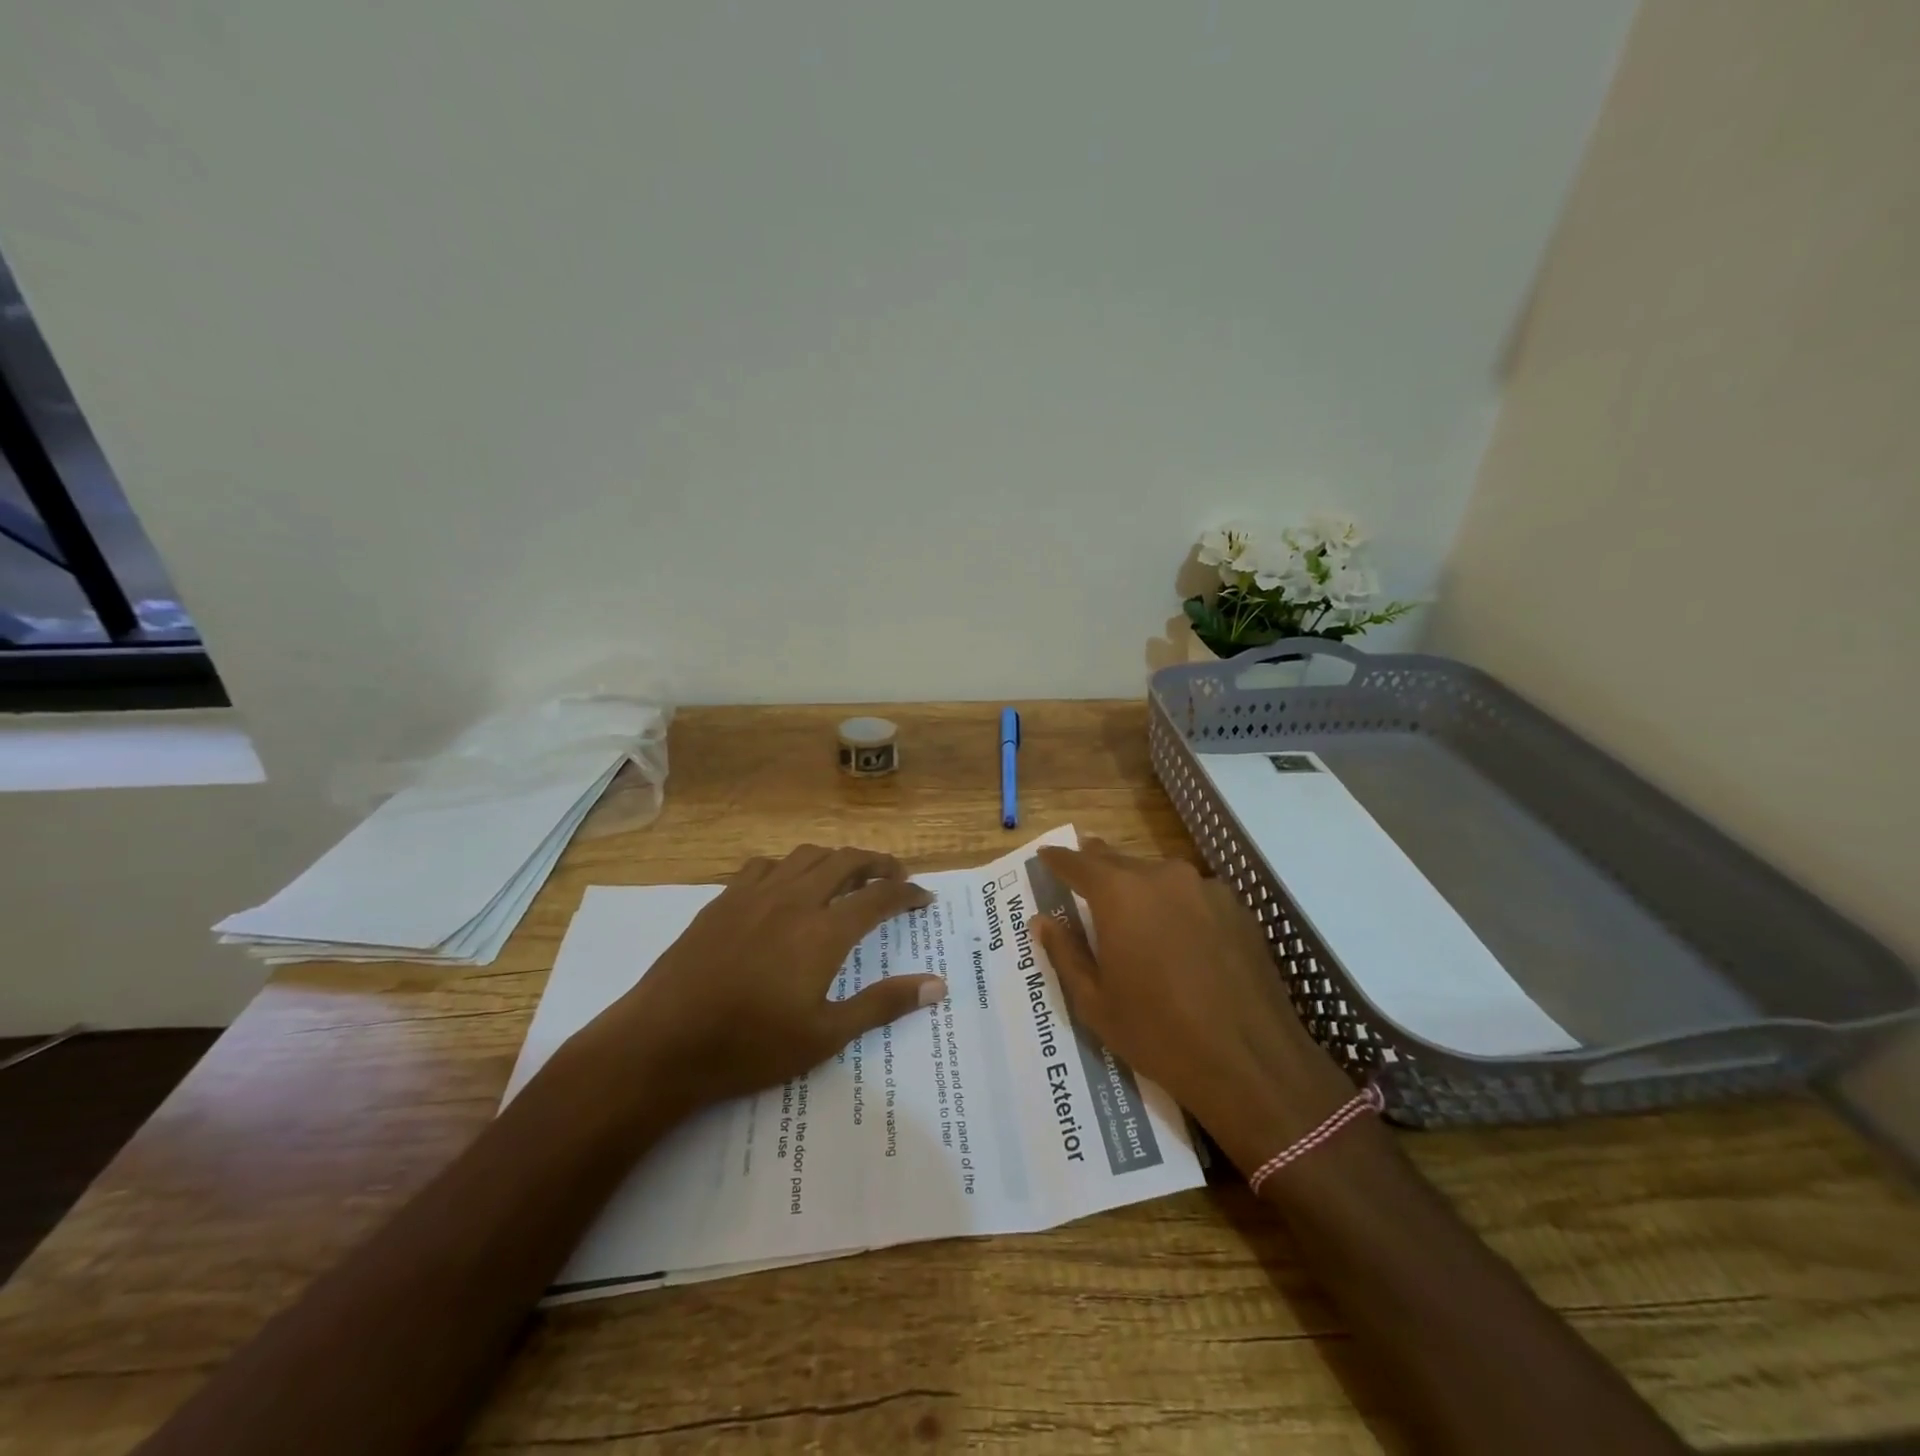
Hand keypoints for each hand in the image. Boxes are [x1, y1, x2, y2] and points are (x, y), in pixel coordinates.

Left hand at [570, 846, 946, 1122]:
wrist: (663, 1042)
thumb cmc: (750, 1046)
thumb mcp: (825, 1035)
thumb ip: (883, 1004)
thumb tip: (937, 985)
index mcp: (824, 930)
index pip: (879, 897)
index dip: (907, 893)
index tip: (924, 897)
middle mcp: (794, 898)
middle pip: (846, 861)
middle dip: (878, 863)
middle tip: (895, 877)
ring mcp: (755, 894)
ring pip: (806, 855)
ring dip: (835, 859)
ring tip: (847, 877)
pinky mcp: (723, 900)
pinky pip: (766, 865)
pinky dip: (790, 867)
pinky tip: (787, 887)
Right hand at [1031, 839, 1361, 1174]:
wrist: (1250, 1062)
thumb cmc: (1158, 1033)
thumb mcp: (1095, 1001)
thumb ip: (1065, 953)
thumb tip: (1042, 920)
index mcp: (1120, 894)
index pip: (1078, 863)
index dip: (1058, 859)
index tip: (1045, 854)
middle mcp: (1163, 877)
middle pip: (1121, 861)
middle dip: (1099, 863)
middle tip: (1083, 862)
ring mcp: (1206, 889)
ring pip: (1160, 876)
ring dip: (1141, 884)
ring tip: (1131, 903)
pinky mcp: (1238, 909)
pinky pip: (1194, 895)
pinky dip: (1177, 904)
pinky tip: (1179, 933)